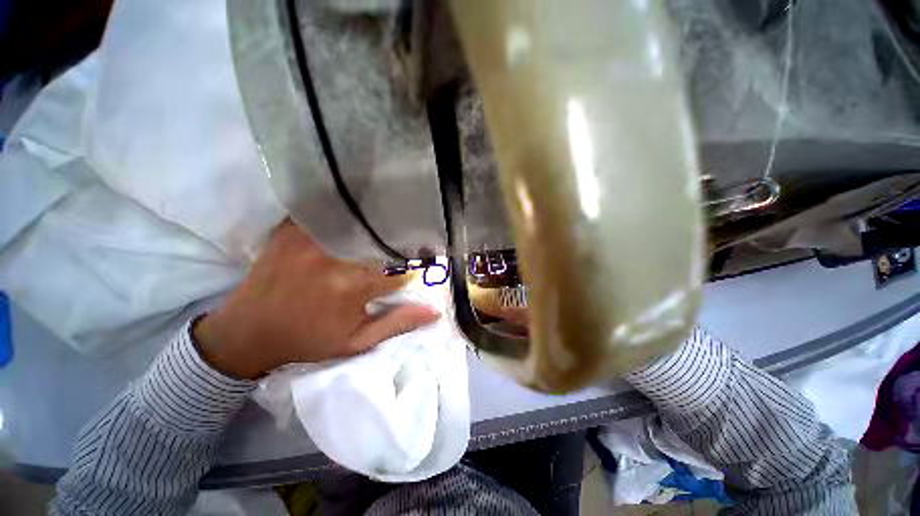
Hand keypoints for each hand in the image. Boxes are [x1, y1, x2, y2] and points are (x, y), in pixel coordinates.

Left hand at [194, 220, 439, 378]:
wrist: (247, 332)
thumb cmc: (307, 340)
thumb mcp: (356, 342)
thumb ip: (397, 324)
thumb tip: (434, 311)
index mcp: (353, 286)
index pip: (400, 268)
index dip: (411, 270)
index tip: (416, 269)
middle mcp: (335, 257)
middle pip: (380, 243)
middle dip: (396, 247)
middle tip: (401, 250)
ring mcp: (310, 239)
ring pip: (358, 225)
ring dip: (374, 230)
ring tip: (382, 233)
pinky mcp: (292, 230)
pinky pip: (327, 215)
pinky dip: (344, 217)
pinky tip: (353, 220)